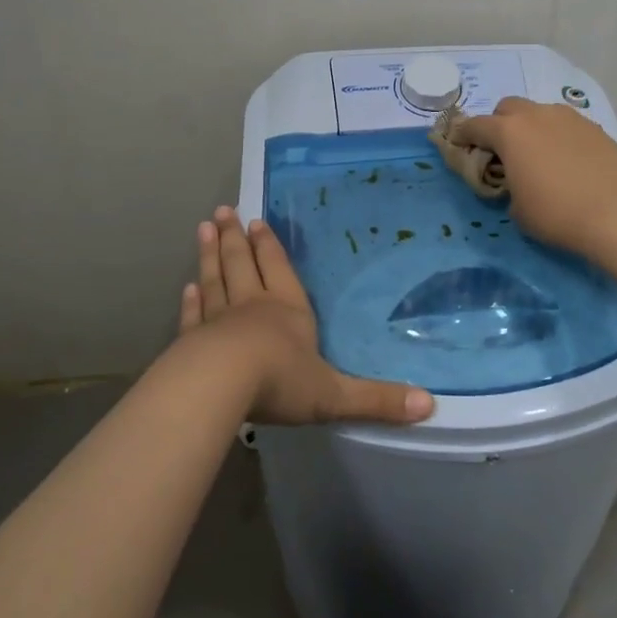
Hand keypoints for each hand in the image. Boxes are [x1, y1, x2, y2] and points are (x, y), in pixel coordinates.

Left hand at [179, 206, 434, 426]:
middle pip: (242, 264)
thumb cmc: (282, 382)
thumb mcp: (335, 396)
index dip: (269, 247)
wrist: (221, 386)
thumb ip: (378, 400)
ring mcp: (218, 321)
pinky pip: (193, 314)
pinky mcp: (192, 341)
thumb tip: (429, 406)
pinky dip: (190, 300)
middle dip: (235, 238)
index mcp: (288, 311)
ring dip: (210, 255)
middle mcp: (252, 307)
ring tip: (204, 229)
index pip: (279, 270)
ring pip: (215, 280)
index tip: (255, 222)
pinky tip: (187, 287)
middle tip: (223, 211)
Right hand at [450, 97, 616, 254]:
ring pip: (540, 112)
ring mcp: (568, 117)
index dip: (463, 135)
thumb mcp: (516, 207)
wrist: (614, 214)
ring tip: (538, 154)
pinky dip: (558, 136)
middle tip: (502, 150)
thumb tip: (516, 181)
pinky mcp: (594, 127)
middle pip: (508, 107)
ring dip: (531, 127)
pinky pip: (566, 125)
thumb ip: (507, 185)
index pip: (474, 125)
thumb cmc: (555, 213)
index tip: (459, 144)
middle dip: (499, 124)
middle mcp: (536, 115)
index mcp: (508, 132)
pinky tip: (567, 160)